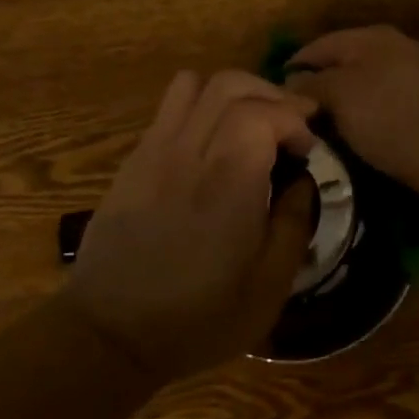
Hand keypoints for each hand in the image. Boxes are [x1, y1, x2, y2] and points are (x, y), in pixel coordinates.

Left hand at [65, 70, 317, 382]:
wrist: (110, 335)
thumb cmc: (197, 319)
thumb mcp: (268, 288)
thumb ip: (294, 224)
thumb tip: (302, 181)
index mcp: (228, 184)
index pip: (264, 113)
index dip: (295, 120)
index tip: (308, 149)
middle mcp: (189, 154)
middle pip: (231, 85)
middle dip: (271, 95)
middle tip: (292, 123)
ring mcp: (155, 152)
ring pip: (196, 84)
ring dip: (233, 92)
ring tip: (253, 119)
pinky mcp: (134, 160)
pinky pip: (169, 106)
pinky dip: (201, 104)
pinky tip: (213, 138)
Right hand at [284, 25, 418, 186]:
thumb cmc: (386, 116)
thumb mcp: (338, 96)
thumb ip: (311, 84)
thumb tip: (293, 80)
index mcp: (371, 35)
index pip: (321, 44)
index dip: (296, 64)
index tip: (278, 88)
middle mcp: (399, 44)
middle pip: (349, 59)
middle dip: (325, 79)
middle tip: (303, 106)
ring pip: (372, 78)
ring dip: (351, 95)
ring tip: (332, 120)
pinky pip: (393, 96)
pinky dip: (375, 107)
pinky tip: (369, 127)